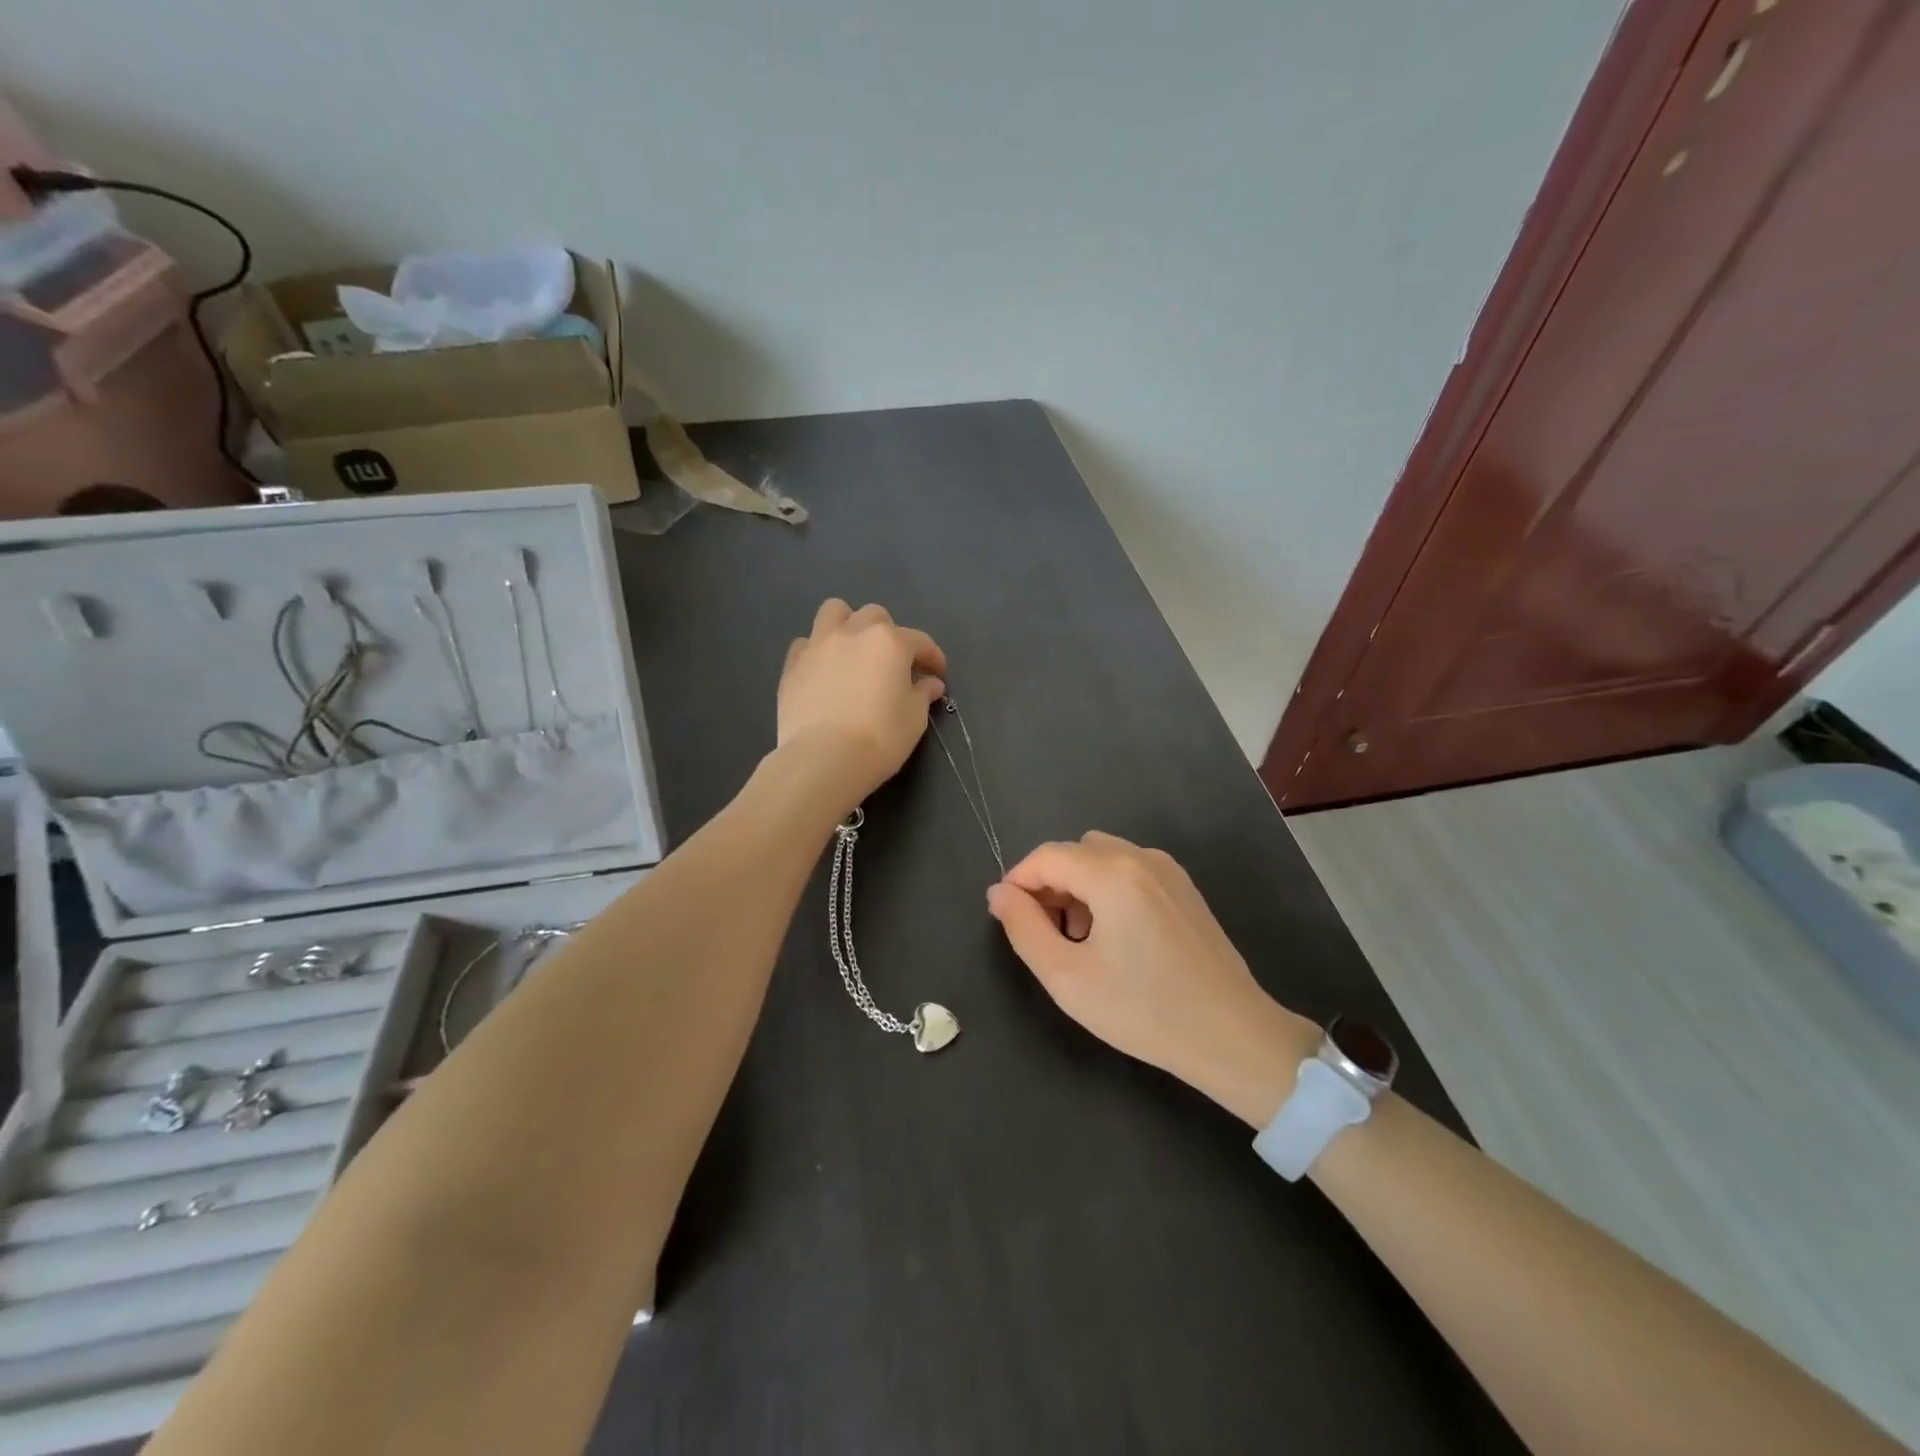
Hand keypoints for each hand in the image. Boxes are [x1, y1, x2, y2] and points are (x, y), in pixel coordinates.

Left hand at [777, 599, 947, 810]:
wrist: (823, 758)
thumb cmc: (880, 737)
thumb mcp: (914, 719)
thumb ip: (922, 694)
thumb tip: (930, 683)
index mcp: (890, 642)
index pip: (919, 641)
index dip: (932, 657)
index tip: (937, 674)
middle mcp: (853, 632)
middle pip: (875, 616)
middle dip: (888, 634)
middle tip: (892, 663)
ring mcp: (818, 645)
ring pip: (834, 612)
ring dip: (847, 624)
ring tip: (852, 651)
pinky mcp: (792, 664)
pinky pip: (806, 643)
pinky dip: (818, 651)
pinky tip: (823, 672)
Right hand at [986, 832, 1318, 1125]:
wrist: (1234, 1037)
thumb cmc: (1144, 1011)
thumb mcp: (1067, 978)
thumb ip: (1024, 928)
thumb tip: (999, 893)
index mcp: (1112, 873)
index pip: (1046, 856)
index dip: (1017, 882)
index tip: (1007, 919)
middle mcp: (1141, 857)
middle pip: (1074, 852)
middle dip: (1049, 884)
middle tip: (1045, 935)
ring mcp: (1169, 870)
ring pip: (1102, 858)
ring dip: (1078, 886)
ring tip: (1080, 941)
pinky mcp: (1185, 888)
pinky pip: (1130, 870)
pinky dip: (1107, 889)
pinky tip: (1115, 938)